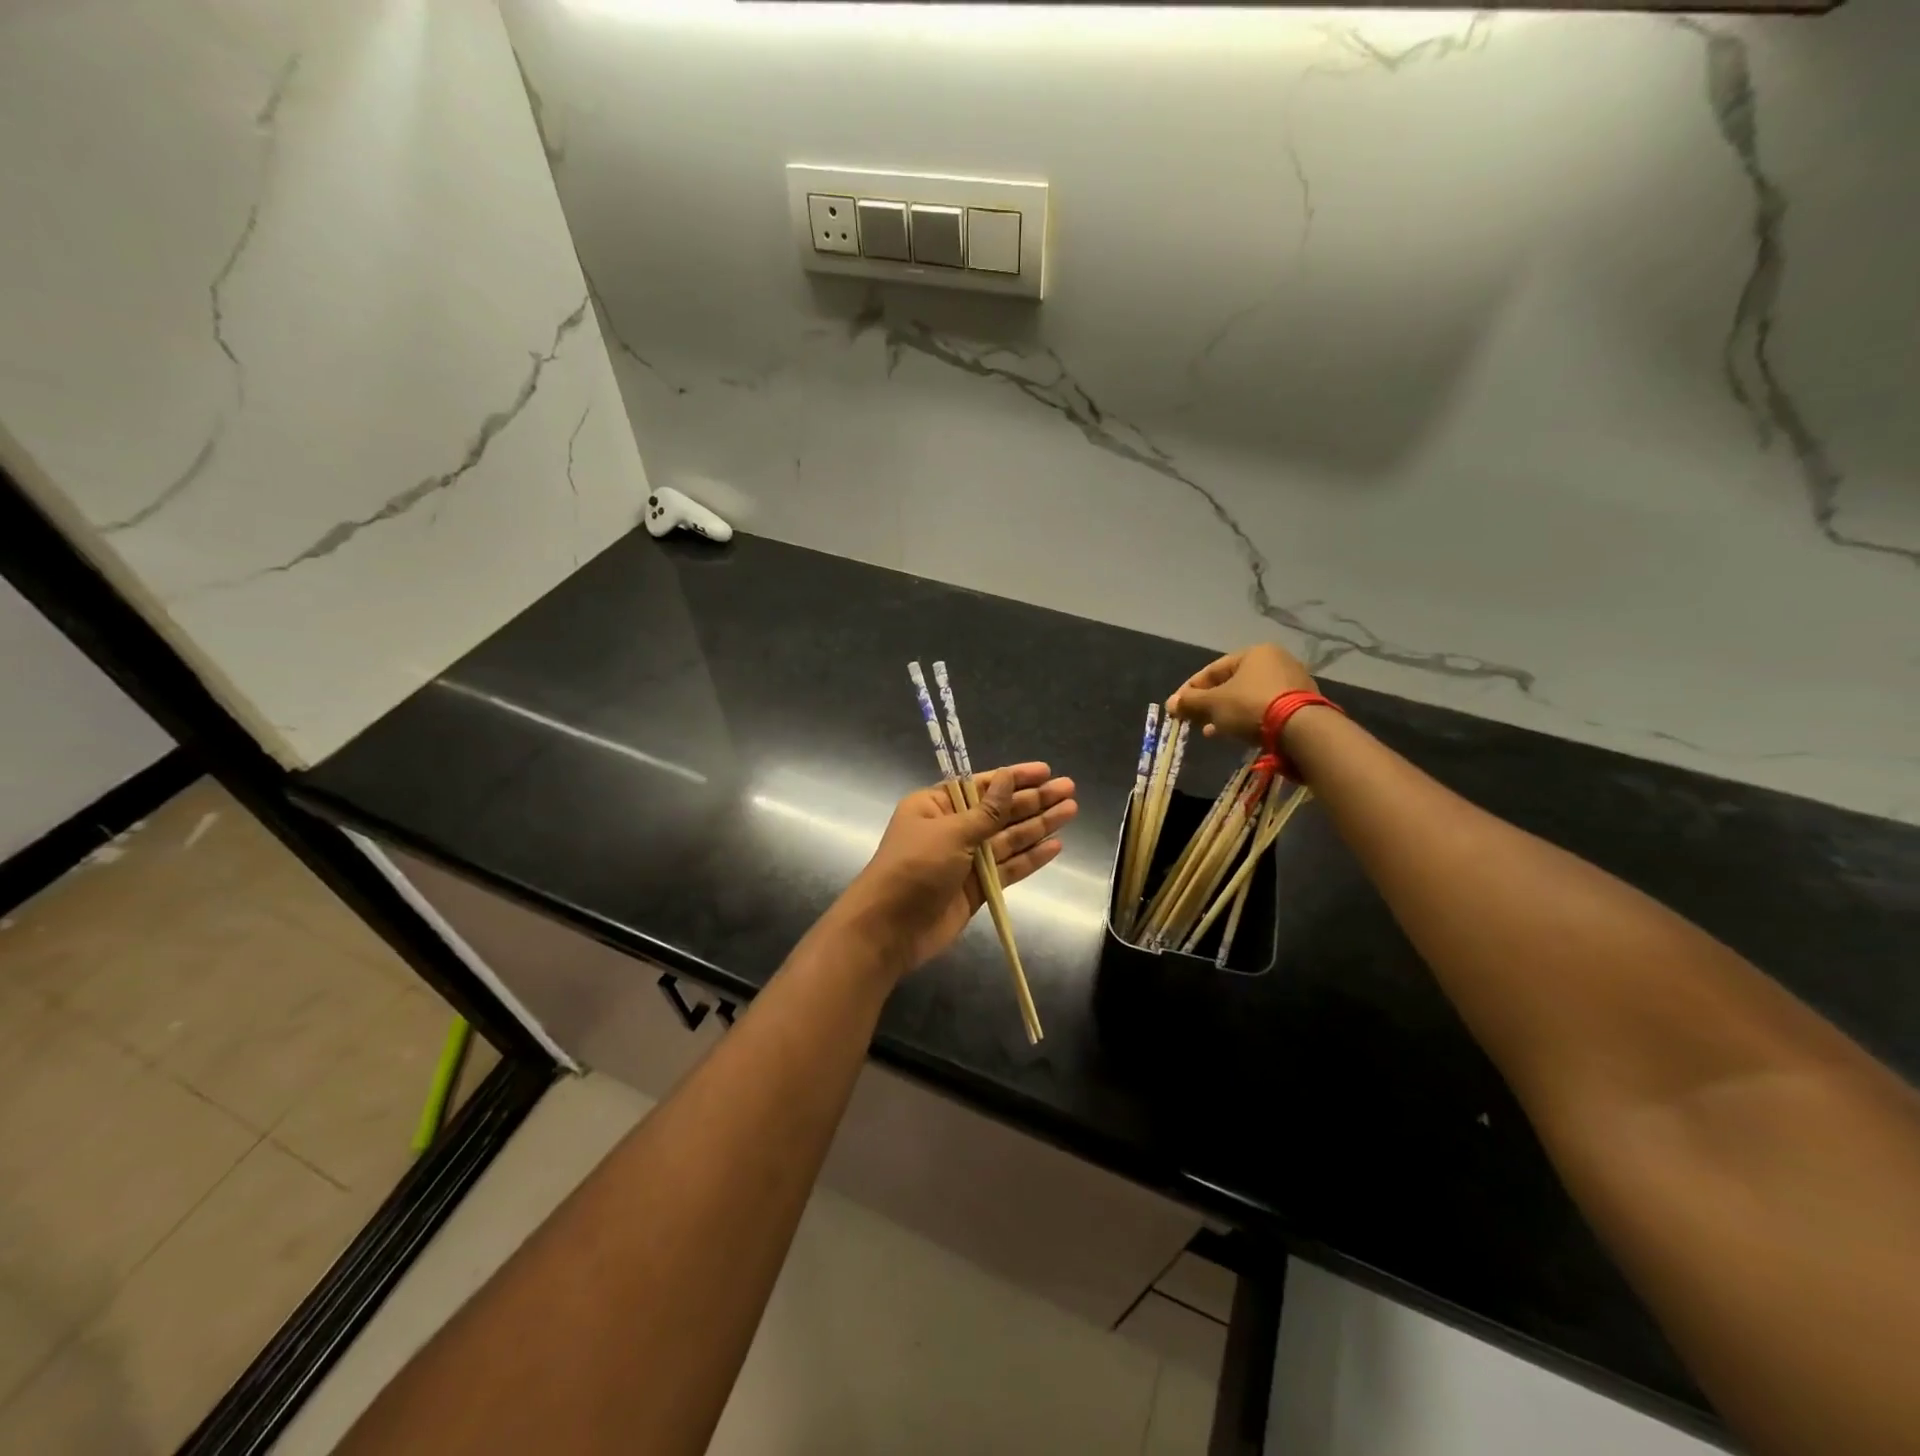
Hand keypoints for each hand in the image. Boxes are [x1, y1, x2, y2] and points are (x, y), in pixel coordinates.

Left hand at [835, 763, 1076, 975]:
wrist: (889, 930)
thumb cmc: (913, 869)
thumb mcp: (950, 833)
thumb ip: (986, 811)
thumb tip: (1008, 778)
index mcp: (935, 806)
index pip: (981, 785)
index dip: (1015, 778)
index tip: (1046, 771)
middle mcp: (952, 829)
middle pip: (999, 811)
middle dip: (1033, 801)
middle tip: (1069, 790)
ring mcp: (965, 860)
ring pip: (1008, 839)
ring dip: (1038, 826)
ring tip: (1071, 812)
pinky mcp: (976, 889)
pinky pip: (1008, 868)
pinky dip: (1030, 858)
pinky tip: (1055, 846)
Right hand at [1167, 643, 1315, 744]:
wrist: (1302, 730)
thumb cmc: (1251, 706)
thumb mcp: (1214, 704)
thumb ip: (1190, 702)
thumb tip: (1170, 703)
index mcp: (1254, 653)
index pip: (1213, 670)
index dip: (1191, 689)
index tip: (1177, 707)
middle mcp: (1276, 661)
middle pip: (1231, 683)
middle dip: (1209, 704)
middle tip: (1193, 720)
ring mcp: (1292, 682)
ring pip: (1247, 697)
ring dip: (1226, 714)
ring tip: (1211, 731)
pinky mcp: (1302, 704)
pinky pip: (1265, 708)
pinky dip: (1246, 719)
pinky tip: (1235, 734)